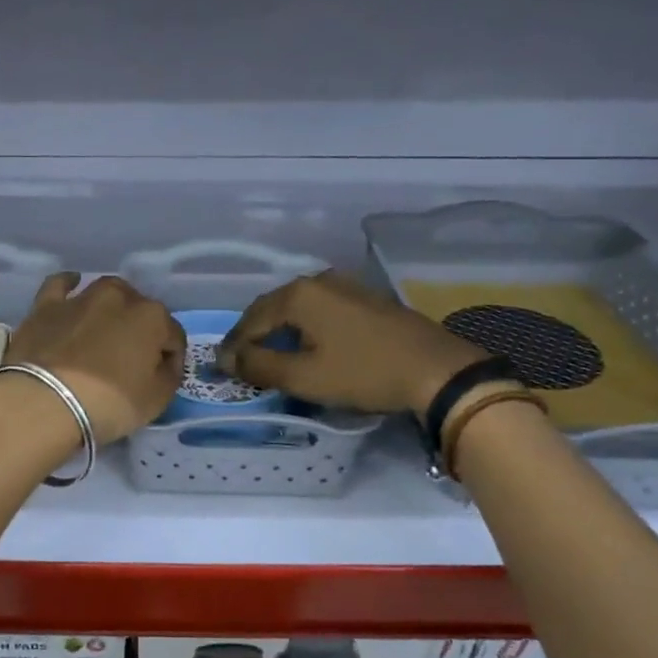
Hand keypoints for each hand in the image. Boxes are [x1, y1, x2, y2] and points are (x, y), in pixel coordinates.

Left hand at [0, 273, 184, 442]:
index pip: (173, 336)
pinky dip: (69, 284)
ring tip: (107, 329)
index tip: (162, 378)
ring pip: (106, 292)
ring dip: (113, 307)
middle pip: (140, 310)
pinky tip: (72, 287)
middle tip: (132, 358)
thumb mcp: (156, 400)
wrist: (44, 402)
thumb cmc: (108, 403)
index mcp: (152, 317)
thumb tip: (164, 364)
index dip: (171, 358)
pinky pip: (60, 285)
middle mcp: (119, 297)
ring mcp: (81, 298)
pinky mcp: (47, 306)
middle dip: (141, 330)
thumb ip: (168, 375)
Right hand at [219, 271, 485, 415]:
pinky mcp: (366, 299)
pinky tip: (306, 344)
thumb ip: (259, 365)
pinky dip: (304, 328)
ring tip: (269, 354)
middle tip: (240, 360)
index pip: (251, 320)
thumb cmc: (363, 373)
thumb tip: (228, 359)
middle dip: (253, 334)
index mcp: (298, 295)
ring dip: (278, 330)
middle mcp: (318, 281)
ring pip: (297, 308)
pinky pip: (320, 310)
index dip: (234, 346)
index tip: (221, 368)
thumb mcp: (304, 377)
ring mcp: (345, 286)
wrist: (436, 370)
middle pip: (272, 308)